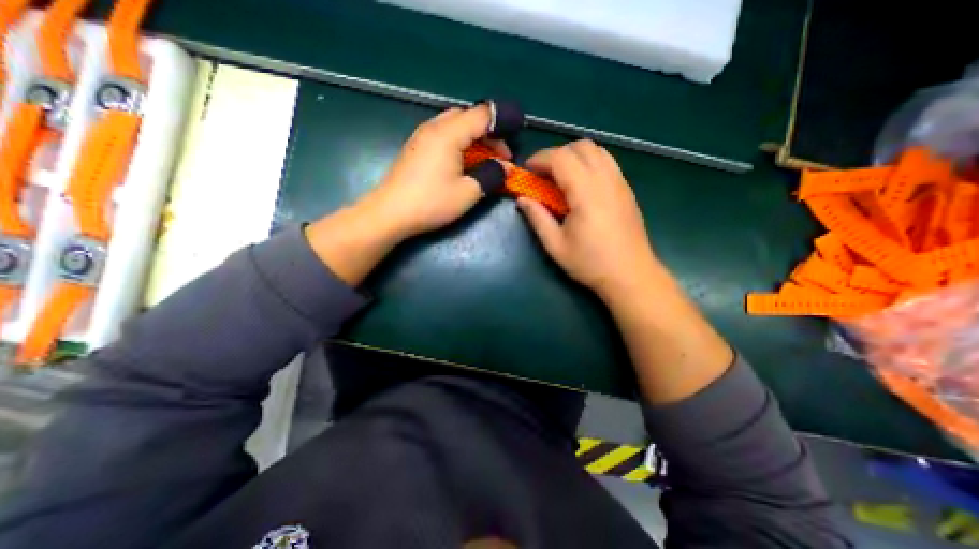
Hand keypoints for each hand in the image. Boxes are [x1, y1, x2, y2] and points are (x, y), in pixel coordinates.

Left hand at [361, 102, 513, 240]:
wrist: (390, 213)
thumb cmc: (431, 202)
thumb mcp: (468, 192)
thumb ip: (491, 175)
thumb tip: (506, 168)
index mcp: (448, 133)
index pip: (482, 115)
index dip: (501, 127)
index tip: (510, 152)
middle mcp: (433, 127)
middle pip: (467, 116)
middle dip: (487, 133)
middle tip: (498, 157)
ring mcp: (421, 136)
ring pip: (453, 124)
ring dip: (472, 137)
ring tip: (482, 160)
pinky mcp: (415, 147)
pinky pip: (442, 134)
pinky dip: (458, 142)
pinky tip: (461, 162)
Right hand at [515, 140, 661, 300]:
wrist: (630, 275)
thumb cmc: (590, 263)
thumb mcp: (556, 245)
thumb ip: (538, 218)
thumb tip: (522, 199)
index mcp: (586, 193)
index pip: (561, 158)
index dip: (540, 158)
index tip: (527, 170)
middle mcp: (606, 180)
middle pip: (581, 146)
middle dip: (557, 154)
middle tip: (543, 174)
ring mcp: (620, 183)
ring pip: (597, 150)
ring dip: (575, 155)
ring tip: (561, 177)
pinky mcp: (627, 189)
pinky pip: (608, 162)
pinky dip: (590, 162)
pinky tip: (582, 184)